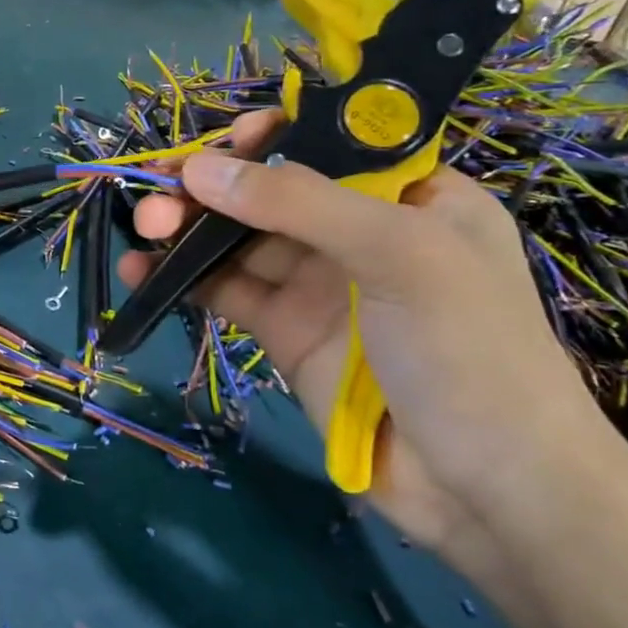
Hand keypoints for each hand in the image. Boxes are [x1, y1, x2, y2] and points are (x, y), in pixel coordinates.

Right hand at [120, 112, 612, 557]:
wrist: (486, 493)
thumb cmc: (468, 351)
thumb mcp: (399, 255)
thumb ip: (298, 203)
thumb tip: (199, 167)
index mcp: (408, 195)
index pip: (328, 143)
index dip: (273, 135)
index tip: (227, 141)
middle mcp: (358, 230)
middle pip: (268, 188)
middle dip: (212, 182)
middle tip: (161, 188)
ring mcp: (317, 282)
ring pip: (237, 237)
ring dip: (186, 225)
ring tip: (144, 225)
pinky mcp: (283, 330)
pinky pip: (224, 289)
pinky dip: (181, 276)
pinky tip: (141, 270)